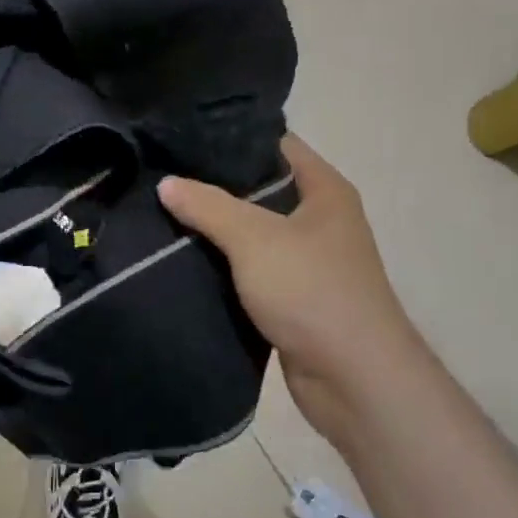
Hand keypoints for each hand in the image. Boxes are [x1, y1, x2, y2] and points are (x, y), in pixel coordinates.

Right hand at [158, 136, 418, 447]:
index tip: (184, 138)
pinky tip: (183, 258)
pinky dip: (223, 265)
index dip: (233, 138)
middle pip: (261, 188)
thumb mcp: (254, 238)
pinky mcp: (293, 297)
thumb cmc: (312, 291)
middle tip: (164, 175)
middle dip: (215, 185)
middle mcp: (320, 219)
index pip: (276, 144)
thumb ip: (208, 206)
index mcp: (325, 190)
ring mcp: (308, 260)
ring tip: (163, 212)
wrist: (354, 380)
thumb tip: (166, 183)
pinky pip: (251, 269)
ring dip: (216, 229)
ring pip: (253, 232)